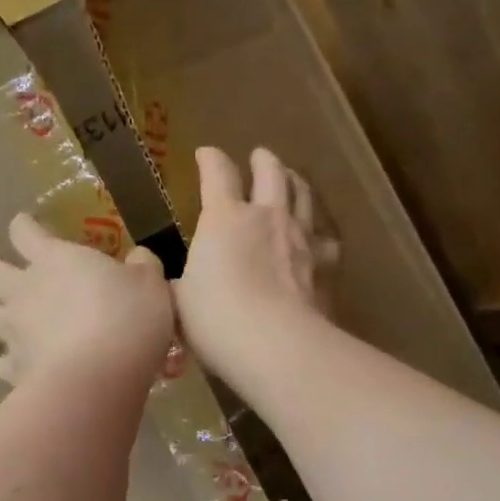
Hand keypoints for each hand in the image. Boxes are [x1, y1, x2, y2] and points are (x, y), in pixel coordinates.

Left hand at [0, 214, 173, 387]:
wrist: (97, 379)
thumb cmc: (126, 319)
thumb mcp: (150, 284)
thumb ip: (142, 266)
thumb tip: (138, 257)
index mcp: (53, 259)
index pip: (23, 231)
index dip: (24, 226)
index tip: (28, 226)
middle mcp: (24, 289)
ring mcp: (14, 330)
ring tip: (8, 314)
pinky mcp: (14, 369)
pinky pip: (4, 360)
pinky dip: (11, 359)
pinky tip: (26, 363)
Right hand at [176, 147, 336, 390]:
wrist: (277, 345)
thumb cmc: (216, 320)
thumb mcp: (179, 302)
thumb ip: (178, 286)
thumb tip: (172, 284)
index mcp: (224, 218)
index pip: (217, 173)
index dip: (210, 159)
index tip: (205, 155)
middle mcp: (266, 216)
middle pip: (270, 172)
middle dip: (263, 160)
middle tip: (259, 157)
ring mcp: (301, 236)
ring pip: (303, 194)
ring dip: (295, 181)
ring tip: (291, 179)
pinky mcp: (327, 263)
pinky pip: (326, 235)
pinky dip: (319, 228)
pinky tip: (318, 234)